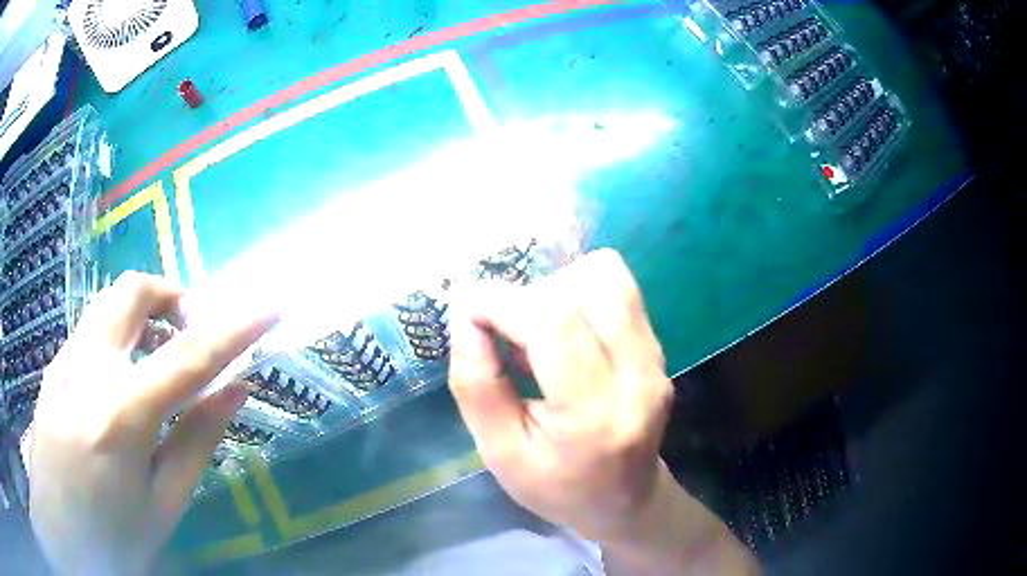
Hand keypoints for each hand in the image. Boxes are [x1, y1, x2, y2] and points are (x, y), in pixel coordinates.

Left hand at [28, 272, 276, 574]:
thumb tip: (235, 392)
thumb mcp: (162, 505)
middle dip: (171, 297)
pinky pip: (93, 328)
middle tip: (190, 334)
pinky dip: (120, 335)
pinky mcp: (54, 365)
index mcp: (122, 416)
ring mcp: (65, 360)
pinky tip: (123, 382)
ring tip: (158, 357)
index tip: (271, 307)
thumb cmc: (111, 536)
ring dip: (144, 313)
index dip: (235, 330)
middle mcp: (88, 369)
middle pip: (133, 292)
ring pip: (109, 302)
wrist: (60, 529)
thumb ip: (196, 442)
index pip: (189, 357)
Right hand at [448, 249, 757, 574]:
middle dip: (529, 294)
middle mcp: (636, 375)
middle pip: (584, 285)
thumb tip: (465, 318)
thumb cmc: (557, 486)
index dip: (501, 301)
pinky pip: (619, 290)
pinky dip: (581, 294)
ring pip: (607, 276)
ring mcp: (655, 357)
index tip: (467, 309)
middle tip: (506, 332)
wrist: (626, 500)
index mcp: (593, 413)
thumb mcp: (500, 453)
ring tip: (539, 330)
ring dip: (559, 287)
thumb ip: (476, 386)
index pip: (553, 323)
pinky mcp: (659, 347)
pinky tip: (567, 334)